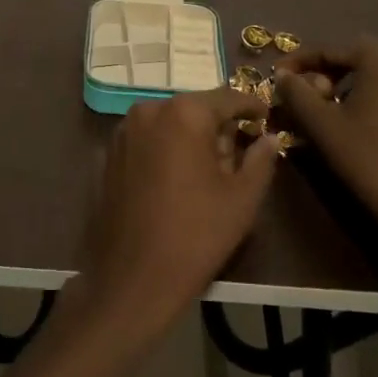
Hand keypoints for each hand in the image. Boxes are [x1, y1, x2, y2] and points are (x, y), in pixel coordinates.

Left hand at [74, 88, 280, 342]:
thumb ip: (260, 160)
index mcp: (185, 113)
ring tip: (206, 174)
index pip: (228, 98)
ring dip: (190, 138)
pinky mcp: (109, 153)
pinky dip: (165, 150)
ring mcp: (124, 130)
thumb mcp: (242, 199)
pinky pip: (148, 139)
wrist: (132, 279)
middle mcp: (150, 109)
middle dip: (218, 128)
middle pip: (196, 109)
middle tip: (237, 157)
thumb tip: (269, 138)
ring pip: (170, 123)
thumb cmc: (196, 235)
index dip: (251, 107)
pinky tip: (175, 182)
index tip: (267, 118)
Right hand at [275, 37, 377, 239]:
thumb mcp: (321, 124)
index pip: (329, 51)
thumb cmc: (369, 158)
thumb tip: (283, 75)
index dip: (298, 63)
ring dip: (352, 92)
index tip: (276, 77)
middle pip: (356, 62)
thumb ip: (296, 92)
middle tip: (304, 99)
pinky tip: (368, 134)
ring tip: (333, 117)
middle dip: (326, 76)